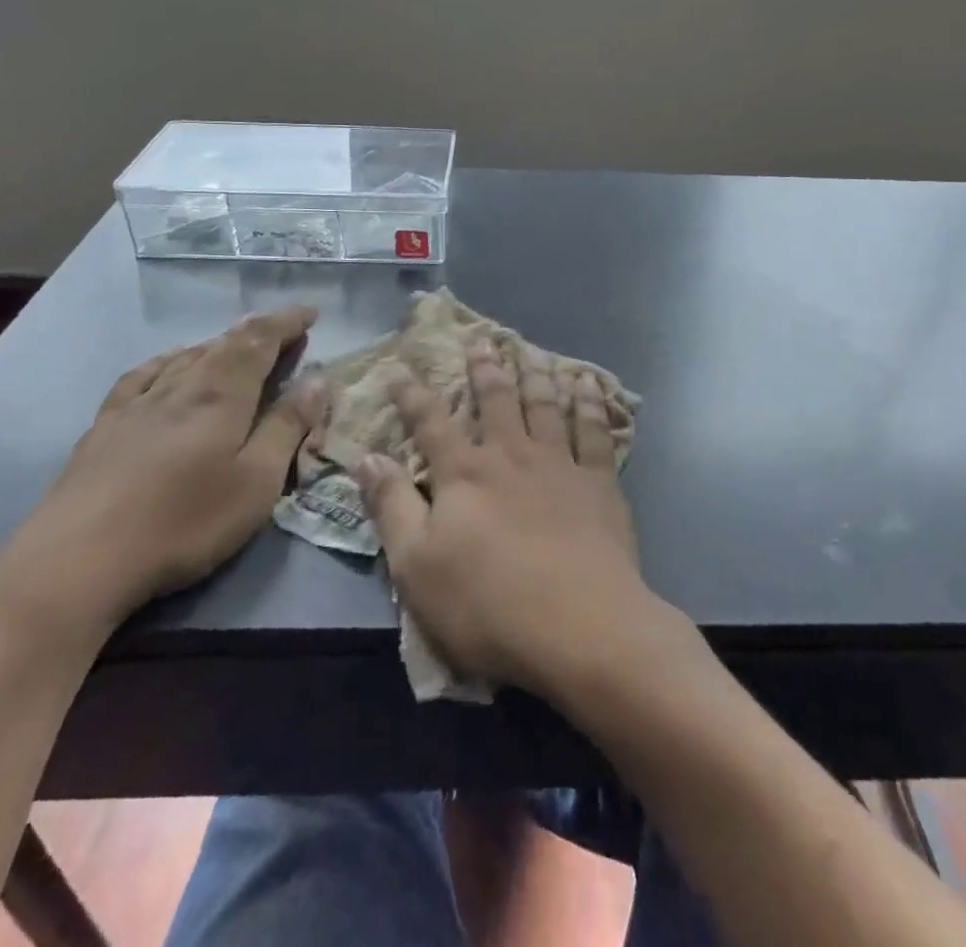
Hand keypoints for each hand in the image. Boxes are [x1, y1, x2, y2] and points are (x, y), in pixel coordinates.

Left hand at [0, 306, 325, 637]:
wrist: (74, 564)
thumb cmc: (182, 524)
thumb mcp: (256, 483)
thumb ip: (287, 428)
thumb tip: (317, 380)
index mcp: (221, 396)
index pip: (260, 341)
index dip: (287, 323)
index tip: (311, 313)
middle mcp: (180, 387)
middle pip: (224, 344)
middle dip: (259, 331)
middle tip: (285, 330)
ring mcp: (136, 405)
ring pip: (185, 357)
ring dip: (219, 344)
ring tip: (237, 345)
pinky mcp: (104, 428)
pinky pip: (142, 376)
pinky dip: (167, 361)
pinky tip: (167, 366)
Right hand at [356, 341, 654, 697]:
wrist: (580, 624)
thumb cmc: (487, 604)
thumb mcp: (416, 566)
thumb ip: (391, 506)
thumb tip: (367, 457)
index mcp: (464, 474)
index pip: (431, 424)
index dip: (412, 395)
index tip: (400, 369)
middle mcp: (511, 455)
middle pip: (495, 401)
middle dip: (484, 370)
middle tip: (480, 342)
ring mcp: (559, 463)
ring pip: (544, 405)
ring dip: (535, 374)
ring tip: (530, 351)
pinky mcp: (598, 481)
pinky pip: (593, 430)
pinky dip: (589, 403)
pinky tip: (587, 383)